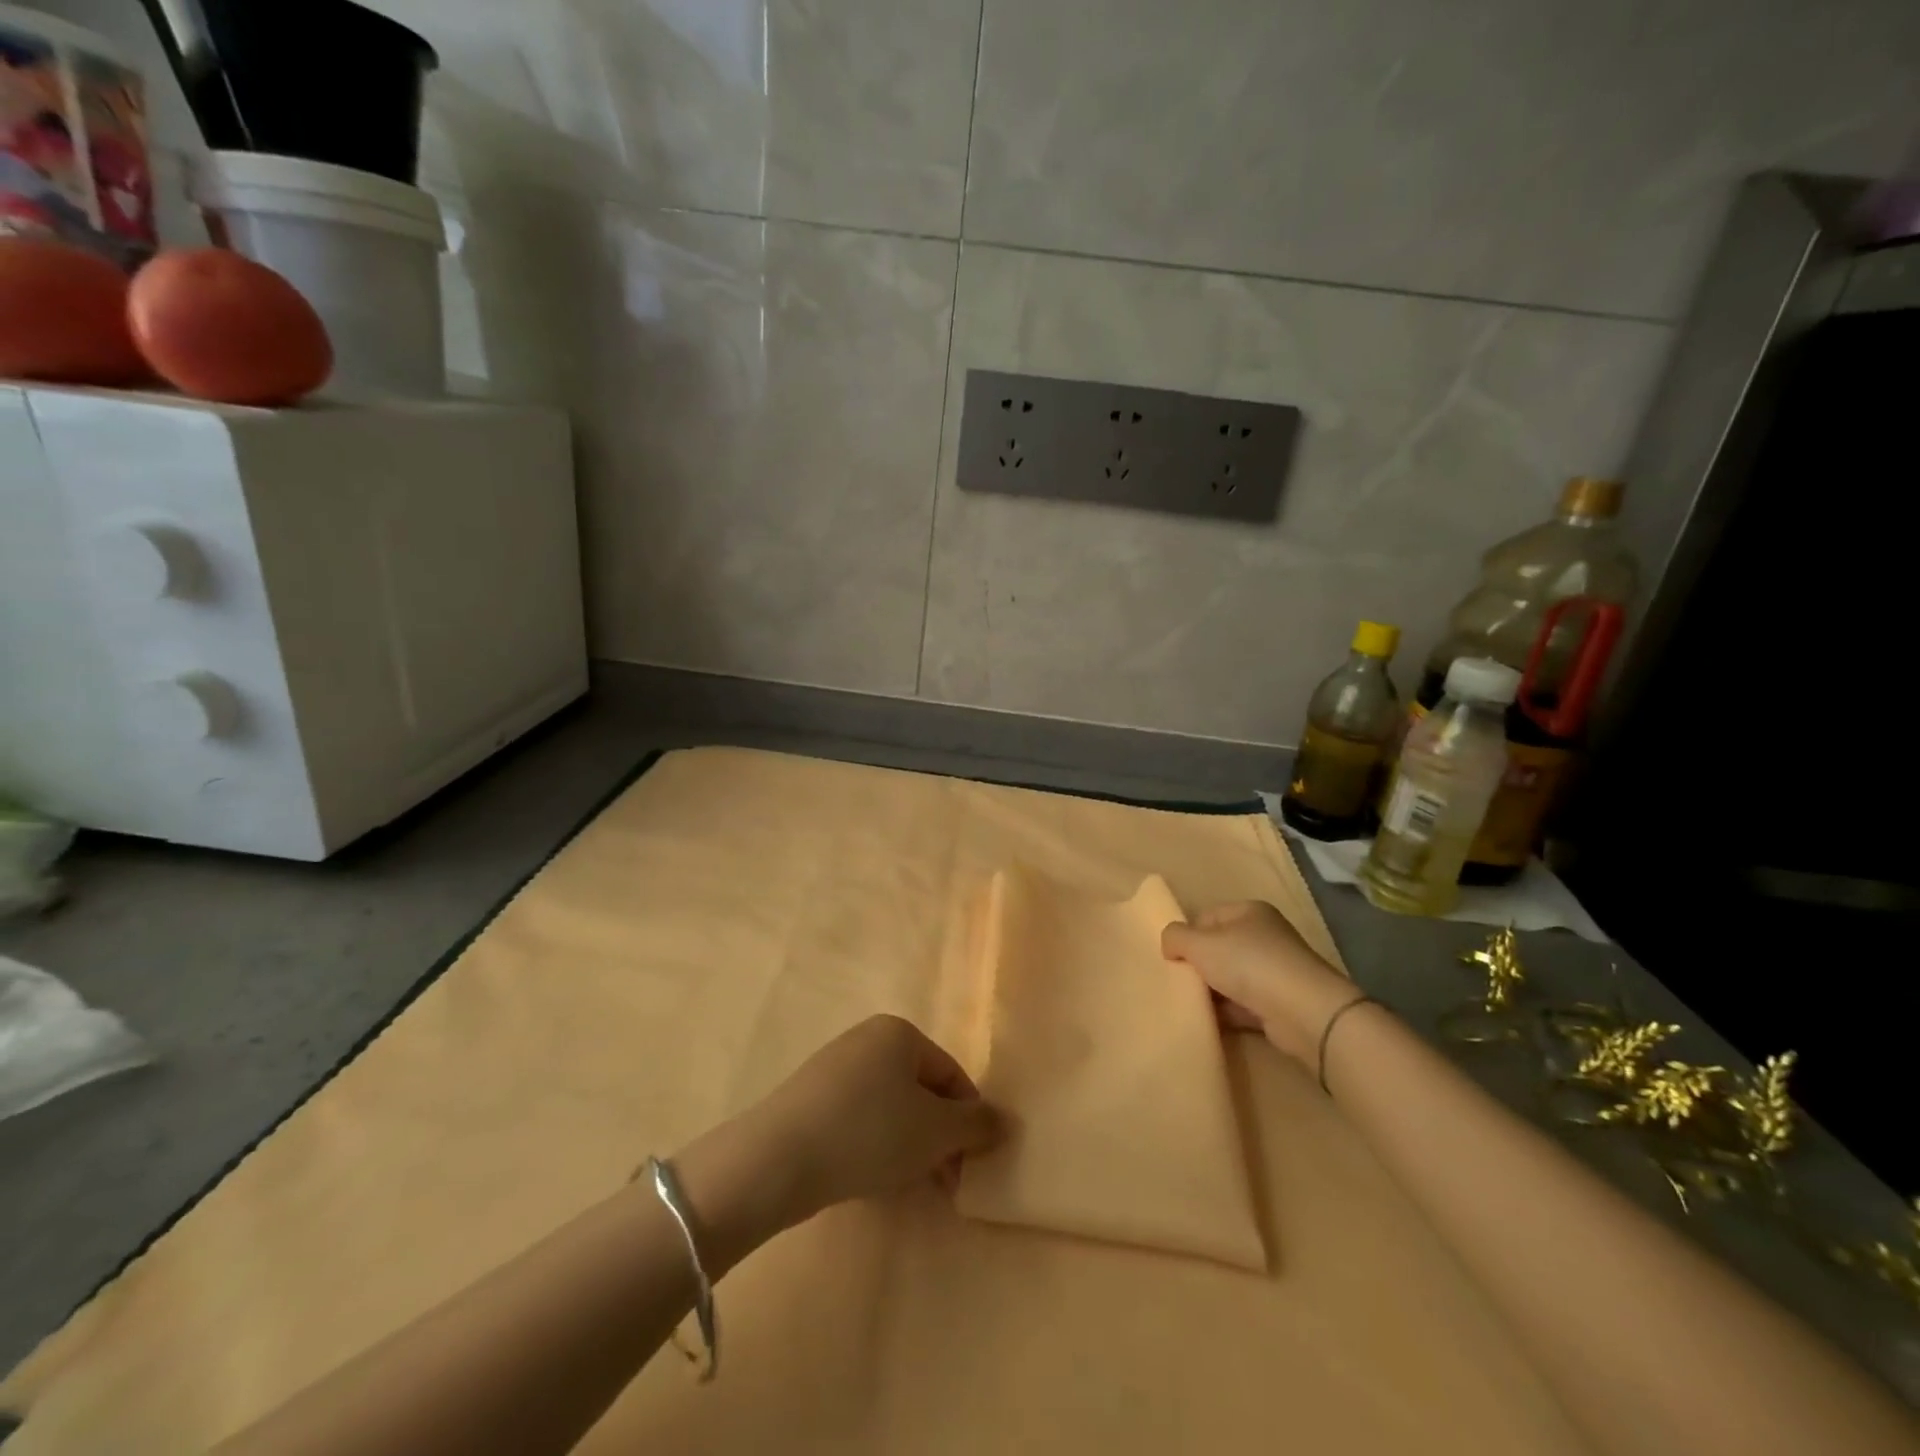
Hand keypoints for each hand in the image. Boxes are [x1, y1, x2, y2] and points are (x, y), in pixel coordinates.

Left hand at [745, 1015, 1003, 1221]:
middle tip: (945, 1182)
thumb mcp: (935, 1131)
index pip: (951, 1074)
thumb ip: (976, 1125)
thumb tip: (1005, 1121)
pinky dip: (874, 1144)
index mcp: (900, 1032)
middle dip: (938, 1136)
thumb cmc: (870, 1132)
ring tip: (910, 1185)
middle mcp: (867, 1039)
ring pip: (890, 1107)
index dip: (968, 1120)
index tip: (970, 1164)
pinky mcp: (810, 1098)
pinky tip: (871, 1176)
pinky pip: (859, 1118)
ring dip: (909, 1145)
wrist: (778, 1158)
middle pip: (920, 1090)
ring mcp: (834, 1067)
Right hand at [1162, 902, 1359, 1065]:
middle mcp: (1264, 936)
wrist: (1303, 1012)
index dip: (1187, 934)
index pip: (1206, 916)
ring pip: (1230, 977)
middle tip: (1178, 981)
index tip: (1172, 957)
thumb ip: (1175, 937)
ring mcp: (1275, 971)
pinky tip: (1209, 1021)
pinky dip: (1227, 1011)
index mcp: (1249, 911)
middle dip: (1198, 964)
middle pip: (1218, 947)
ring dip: (1211, 990)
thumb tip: (1169, 944)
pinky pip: (1243, 1004)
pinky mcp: (1280, 1003)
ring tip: (1189, 1003)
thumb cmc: (1248, 964)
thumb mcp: (1199, 943)